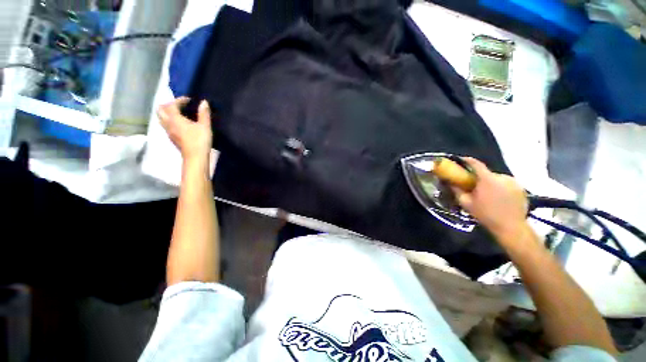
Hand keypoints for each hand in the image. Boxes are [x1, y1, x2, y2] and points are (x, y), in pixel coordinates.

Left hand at [158, 97, 212, 163]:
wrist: (195, 157)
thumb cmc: (200, 140)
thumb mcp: (205, 126)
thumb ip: (204, 113)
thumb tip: (204, 102)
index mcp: (175, 119)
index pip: (171, 105)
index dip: (179, 100)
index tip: (189, 100)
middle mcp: (168, 124)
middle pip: (161, 110)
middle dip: (169, 105)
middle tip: (180, 105)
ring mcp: (169, 132)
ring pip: (162, 118)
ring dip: (168, 113)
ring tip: (180, 113)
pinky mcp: (172, 138)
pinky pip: (166, 125)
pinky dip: (171, 120)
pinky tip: (181, 124)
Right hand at [453, 157, 528, 237]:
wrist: (511, 227)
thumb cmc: (486, 215)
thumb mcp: (466, 203)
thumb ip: (457, 190)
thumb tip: (450, 182)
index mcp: (487, 179)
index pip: (476, 164)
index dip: (467, 161)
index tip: (461, 160)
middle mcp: (502, 177)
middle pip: (487, 173)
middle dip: (480, 177)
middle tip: (474, 186)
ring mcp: (514, 182)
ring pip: (497, 179)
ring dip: (491, 183)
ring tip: (488, 194)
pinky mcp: (521, 189)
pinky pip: (507, 184)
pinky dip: (501, 188)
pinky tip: (499, 198)